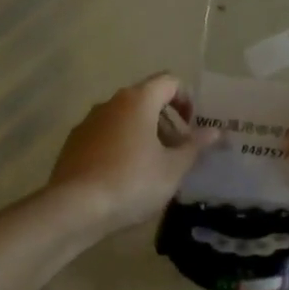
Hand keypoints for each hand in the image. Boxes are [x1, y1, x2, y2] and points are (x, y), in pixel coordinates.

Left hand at [48, 73, 220, 233]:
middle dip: (166, 121)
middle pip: (145, 99)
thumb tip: (215, 132)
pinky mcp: (73, 143)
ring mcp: (88, 122)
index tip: (192, 127)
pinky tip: (124, 177)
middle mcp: (110, 103)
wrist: (75, 208)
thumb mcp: (173, 168)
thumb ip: (195, 146)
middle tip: (177, 151)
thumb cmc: (132, 182)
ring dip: (143, 134)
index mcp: (138, 101)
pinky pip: (105, 136)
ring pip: (124, 118)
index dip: (186, 100)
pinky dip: (120, 146)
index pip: (169, 81)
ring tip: (153, 167)